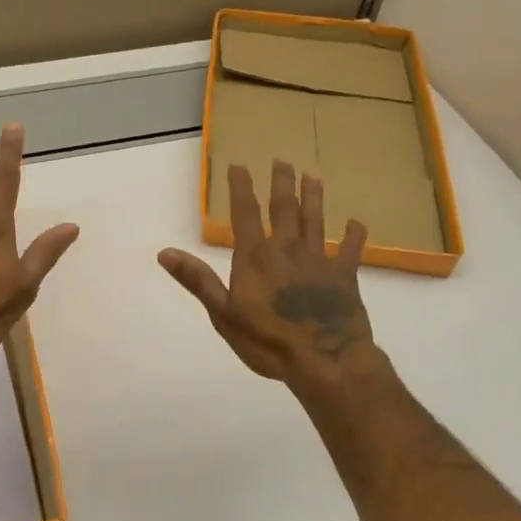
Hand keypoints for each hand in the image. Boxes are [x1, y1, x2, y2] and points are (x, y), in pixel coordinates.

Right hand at [158, 161, 375, 392]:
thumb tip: (165, 252)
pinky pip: (350, 249)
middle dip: (282, 183)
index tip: (239, 165)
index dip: (240, 188)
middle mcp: (287, 249)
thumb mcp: (223, 314)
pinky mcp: (345, 276)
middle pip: (284, 208)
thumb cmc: (268, 341)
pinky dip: (353, 235)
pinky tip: (355, 223)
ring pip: (316, 220)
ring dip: (314, 198)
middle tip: (282, 160)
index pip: (245, 213)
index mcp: (256, 257)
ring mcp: (318, 260)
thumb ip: (197, 280)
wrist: (325, 360)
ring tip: (313, 177)